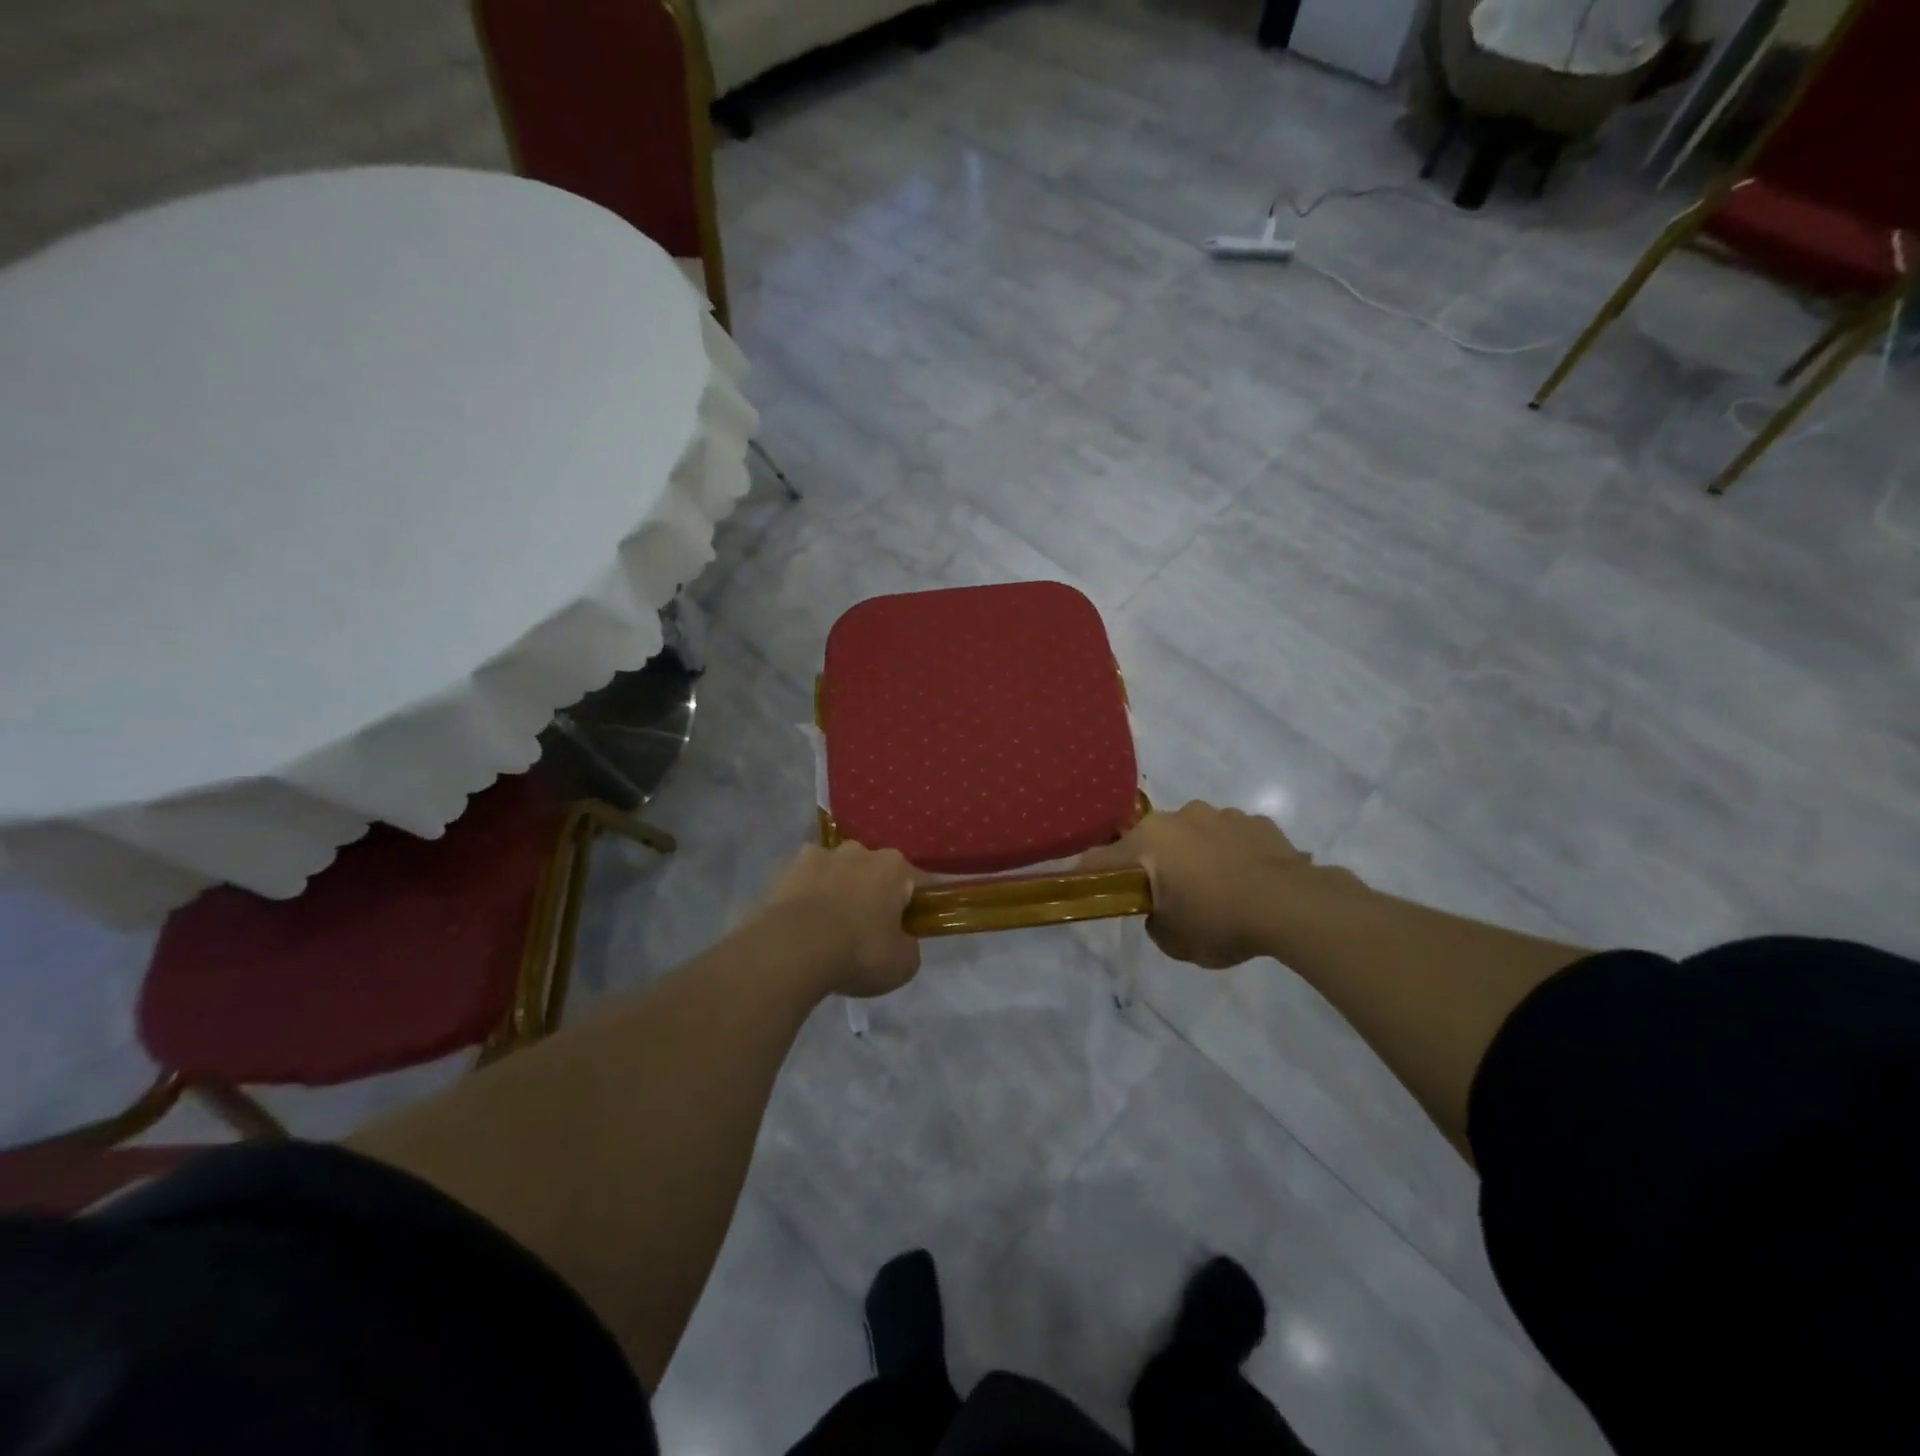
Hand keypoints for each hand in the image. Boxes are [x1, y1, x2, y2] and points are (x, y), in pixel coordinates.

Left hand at [758, 843, 920, 997]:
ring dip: (836, 891)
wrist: (792, 949)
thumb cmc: (858, 952)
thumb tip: (901, 940)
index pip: (917, 882)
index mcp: (894, 867)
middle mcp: (858, 851)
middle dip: (873, 893)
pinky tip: (800, 925)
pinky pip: (803, 883)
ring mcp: (817, 856)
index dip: (917, 905)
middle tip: (867, 930)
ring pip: (835, 872)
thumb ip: (908, 945)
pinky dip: (804, 898)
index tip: (912, 926)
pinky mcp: (784, 870)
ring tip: (827, 928)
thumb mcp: (902, 964)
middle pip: (873, 872)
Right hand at [1080, 801, 1312, 969]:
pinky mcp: (1257, 821)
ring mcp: (1221, 814)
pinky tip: (1247, 882)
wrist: (1292, 906)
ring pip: (1194, 835)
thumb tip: (1160, 911)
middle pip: (1152, 842)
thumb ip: (1155, 922)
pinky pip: (1231, 837)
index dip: (1090, 875)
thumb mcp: (1174, 941)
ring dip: (1196, 856)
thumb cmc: (1219, 921)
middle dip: (1155, 864)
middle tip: (1169, 897)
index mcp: (1149, 840)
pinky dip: (1231, 854)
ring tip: (1217, 889)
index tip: (1084, 886)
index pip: (1103, 859)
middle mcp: (1179, 816)